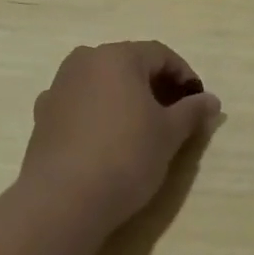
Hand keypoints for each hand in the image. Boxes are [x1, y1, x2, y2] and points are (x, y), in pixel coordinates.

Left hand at [21, 41, 221, 225]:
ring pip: (102, 84)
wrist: (63, 199)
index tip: (198, 104)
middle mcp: (84, 62)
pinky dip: (100, 114)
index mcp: (117, 57)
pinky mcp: (42, 116)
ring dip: (126, 99)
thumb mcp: (169, 134)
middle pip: (129, 65)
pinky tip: (108, 142)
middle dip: (155, 86)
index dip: (184, 76)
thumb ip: (192, 111)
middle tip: (175, 115)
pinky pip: (81, 105)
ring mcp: (58, 88)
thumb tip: (211, 101)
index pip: (161, 54)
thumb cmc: (126, 156)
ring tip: (142, 130)